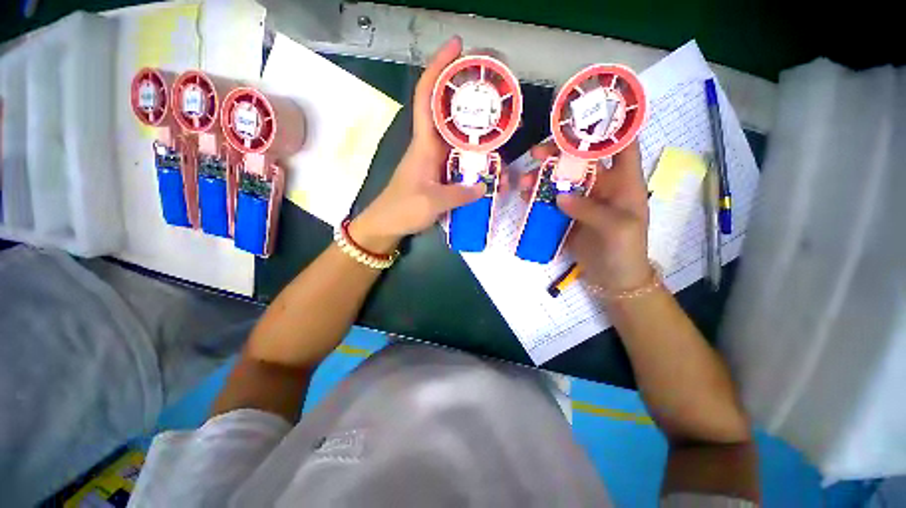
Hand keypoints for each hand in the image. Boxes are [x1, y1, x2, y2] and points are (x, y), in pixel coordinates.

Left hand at [351, 36, 485, 252]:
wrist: (387, 225)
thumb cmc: (402, 210)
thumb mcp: (431, 202)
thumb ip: (459, 194)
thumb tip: (483, 186)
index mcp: (424, 145)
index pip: (427, 97)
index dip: (439, 69)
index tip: (457, 48)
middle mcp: (431, 148)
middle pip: (449, 114)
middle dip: (470, 99)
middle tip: (497, 94)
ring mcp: (436, 162)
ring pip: (458, 140)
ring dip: (478, 135)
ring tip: (503, 132)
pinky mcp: (440, 175)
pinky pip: (460, 162)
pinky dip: (475, 161)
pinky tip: (491, 165)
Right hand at [521, 140, 649, 290]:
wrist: (613, 279)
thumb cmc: (625, 251)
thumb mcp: (618, 229)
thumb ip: (591, 209)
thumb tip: (560, 196)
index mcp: (624, 182)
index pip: (622, 145)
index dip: (608, 128)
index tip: (584, 117)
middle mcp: (602, 186)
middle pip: (581, 160)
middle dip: (560, 152)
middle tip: (536, 152)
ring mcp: (583, 201)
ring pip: (562, 180)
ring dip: (543, 177)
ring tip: (525, 180)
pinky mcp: (567, 215)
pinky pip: (551, 201)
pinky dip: (538, 197)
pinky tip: (526, 196)